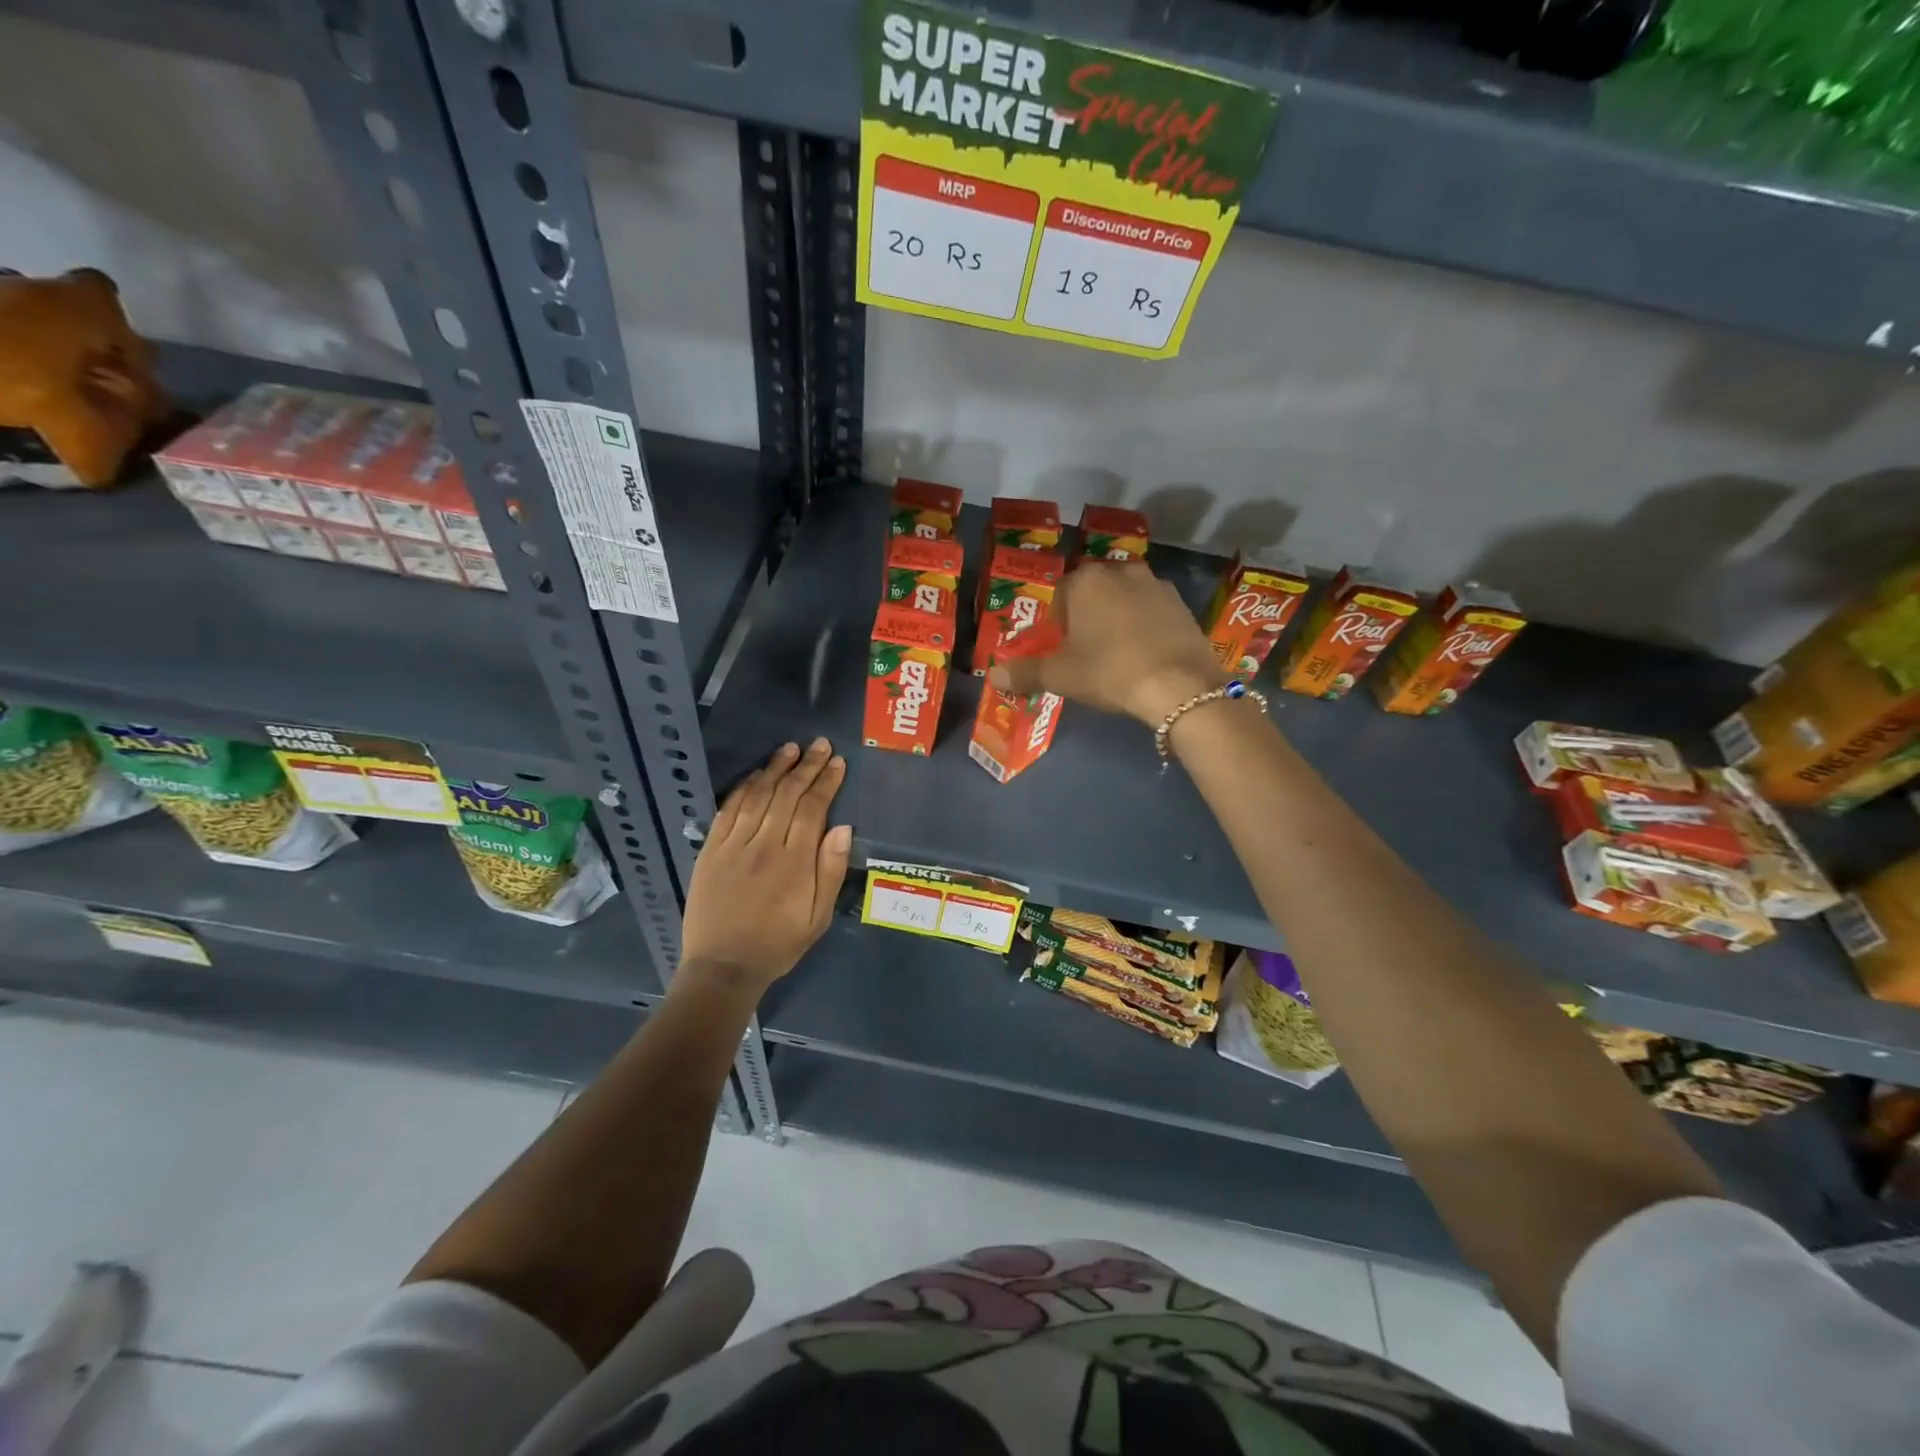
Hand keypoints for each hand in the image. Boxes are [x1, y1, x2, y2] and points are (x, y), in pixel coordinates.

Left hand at [679, 739, 851, 994]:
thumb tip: (842, 827)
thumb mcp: (817, 918)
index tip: (837, 762)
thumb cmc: (778, 944)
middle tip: (820, 744)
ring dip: (775, 768)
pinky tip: (756, 774)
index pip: (813, 808)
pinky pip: (729, 810)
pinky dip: (744, 788)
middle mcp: (764, 845)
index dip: (826, 782)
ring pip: (758, 795)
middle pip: (787, 794)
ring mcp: (734, 845)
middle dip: (806, 766)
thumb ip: (830, 871)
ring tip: (790, 748)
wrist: (722, 967)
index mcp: (794, 862)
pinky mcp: (711, 850)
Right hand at [989, 561, 1221, 725]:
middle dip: (1088, 618)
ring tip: (1118, 657)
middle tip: (1087, 655)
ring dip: (1118, 621)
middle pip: (1094, 594)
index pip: (1060, 595)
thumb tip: (993, 676)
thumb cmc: (1109, 671)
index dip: (1057, 624)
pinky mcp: (1184, 605)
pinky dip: (1146, 629)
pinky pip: (1153, 613)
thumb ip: (1025, 673)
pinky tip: (1146, 658)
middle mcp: (1121, 571)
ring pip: (1126, 601)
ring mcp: (1157, 585)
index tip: (1062, 650)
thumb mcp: (1060, 676)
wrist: (1179, 685)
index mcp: (1086, 580)